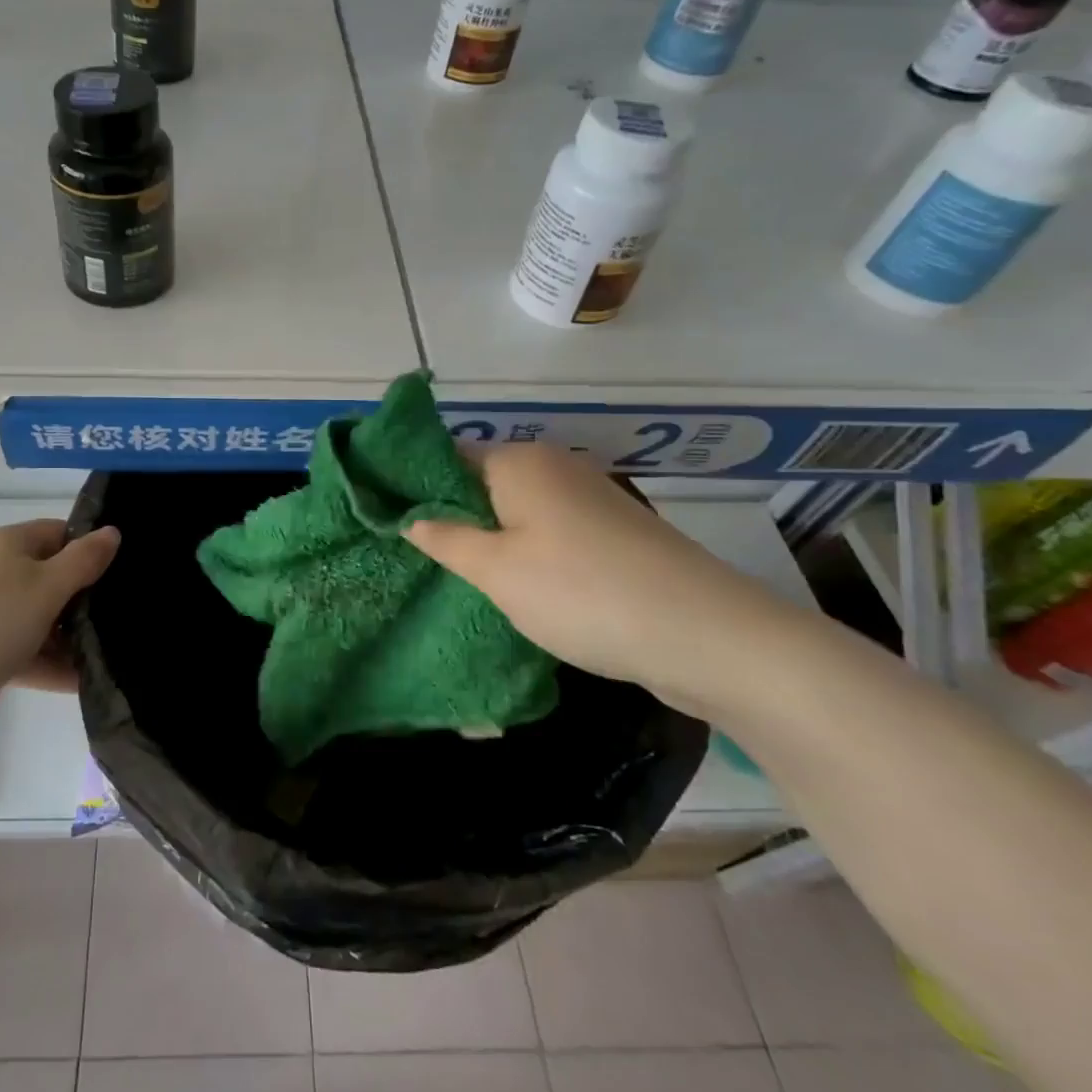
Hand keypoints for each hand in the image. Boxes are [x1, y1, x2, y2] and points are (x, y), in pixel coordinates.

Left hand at [0, 519, 120, 704]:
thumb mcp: (46, 587)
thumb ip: (84, 560)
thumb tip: (112, 531)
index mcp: (9, 543)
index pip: (60, 533)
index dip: (91, 549)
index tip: (123, 576)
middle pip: (49, 576)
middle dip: (83, 599)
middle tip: (120, 621)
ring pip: (35, 617)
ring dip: (67, 637)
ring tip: (107, 658)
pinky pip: (18, 650)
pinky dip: (45, 663)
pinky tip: (78, 683)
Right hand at [403, 443, 799, 714]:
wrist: (707, 635)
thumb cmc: (582, 592)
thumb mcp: (496, 571)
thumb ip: (444, 540)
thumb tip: (408, 518)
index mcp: (519, 461)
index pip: (446, 456)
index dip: (413, 485)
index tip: (384, 518)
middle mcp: (554, 467)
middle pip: (481, 482)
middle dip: (448, 515)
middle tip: (413, 555)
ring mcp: (588, 498)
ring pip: (515, 510)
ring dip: (486, 537)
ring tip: (452, 575)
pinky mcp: (612, 532)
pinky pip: (548, 531)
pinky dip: (523, 551)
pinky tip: (511, 585)